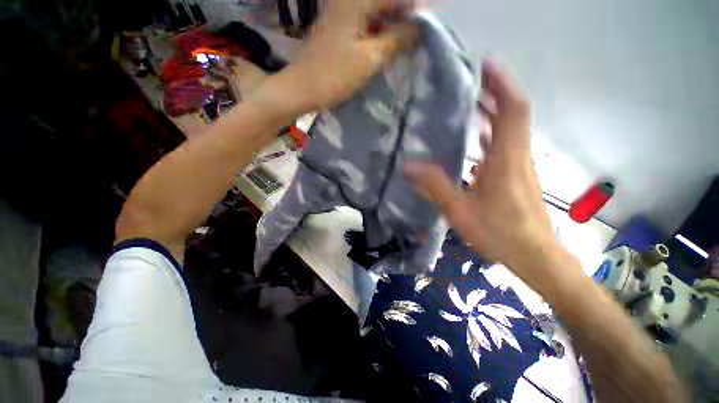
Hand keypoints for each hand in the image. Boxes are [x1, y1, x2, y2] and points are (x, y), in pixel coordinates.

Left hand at [253, 0, 417, 116]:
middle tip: (414, 44)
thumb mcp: (370, 59)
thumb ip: (397, 39)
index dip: (416, 11)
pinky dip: (379, 37)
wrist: (303, 88)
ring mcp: (343, 14)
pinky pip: (366, 26)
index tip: (426, 32)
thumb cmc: (335, 75)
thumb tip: (418, 28)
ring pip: (377, 16)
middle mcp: (350, 0)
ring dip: (391, 31)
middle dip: (403, 22)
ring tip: (402, 50)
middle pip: (387, 4)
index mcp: (358, 0)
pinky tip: (384, 51)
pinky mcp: (340, 29)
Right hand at [405, 60, 560, 274]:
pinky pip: (504, 145)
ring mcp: (519, 165)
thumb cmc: (500, 234)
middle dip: (495, 91)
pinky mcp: (517, 175)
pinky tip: (474, 136)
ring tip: (468, 101)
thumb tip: (408, 166)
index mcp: (506, 160)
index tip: (484, 64)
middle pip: (513, 113)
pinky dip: (490, 133)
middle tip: (469, 79)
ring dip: (492, 111)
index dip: (502, 83)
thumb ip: (435, 187)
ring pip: (509, 129)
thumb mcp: (460, 211)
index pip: (513, 110)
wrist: (535, 255)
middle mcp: (517, 156)